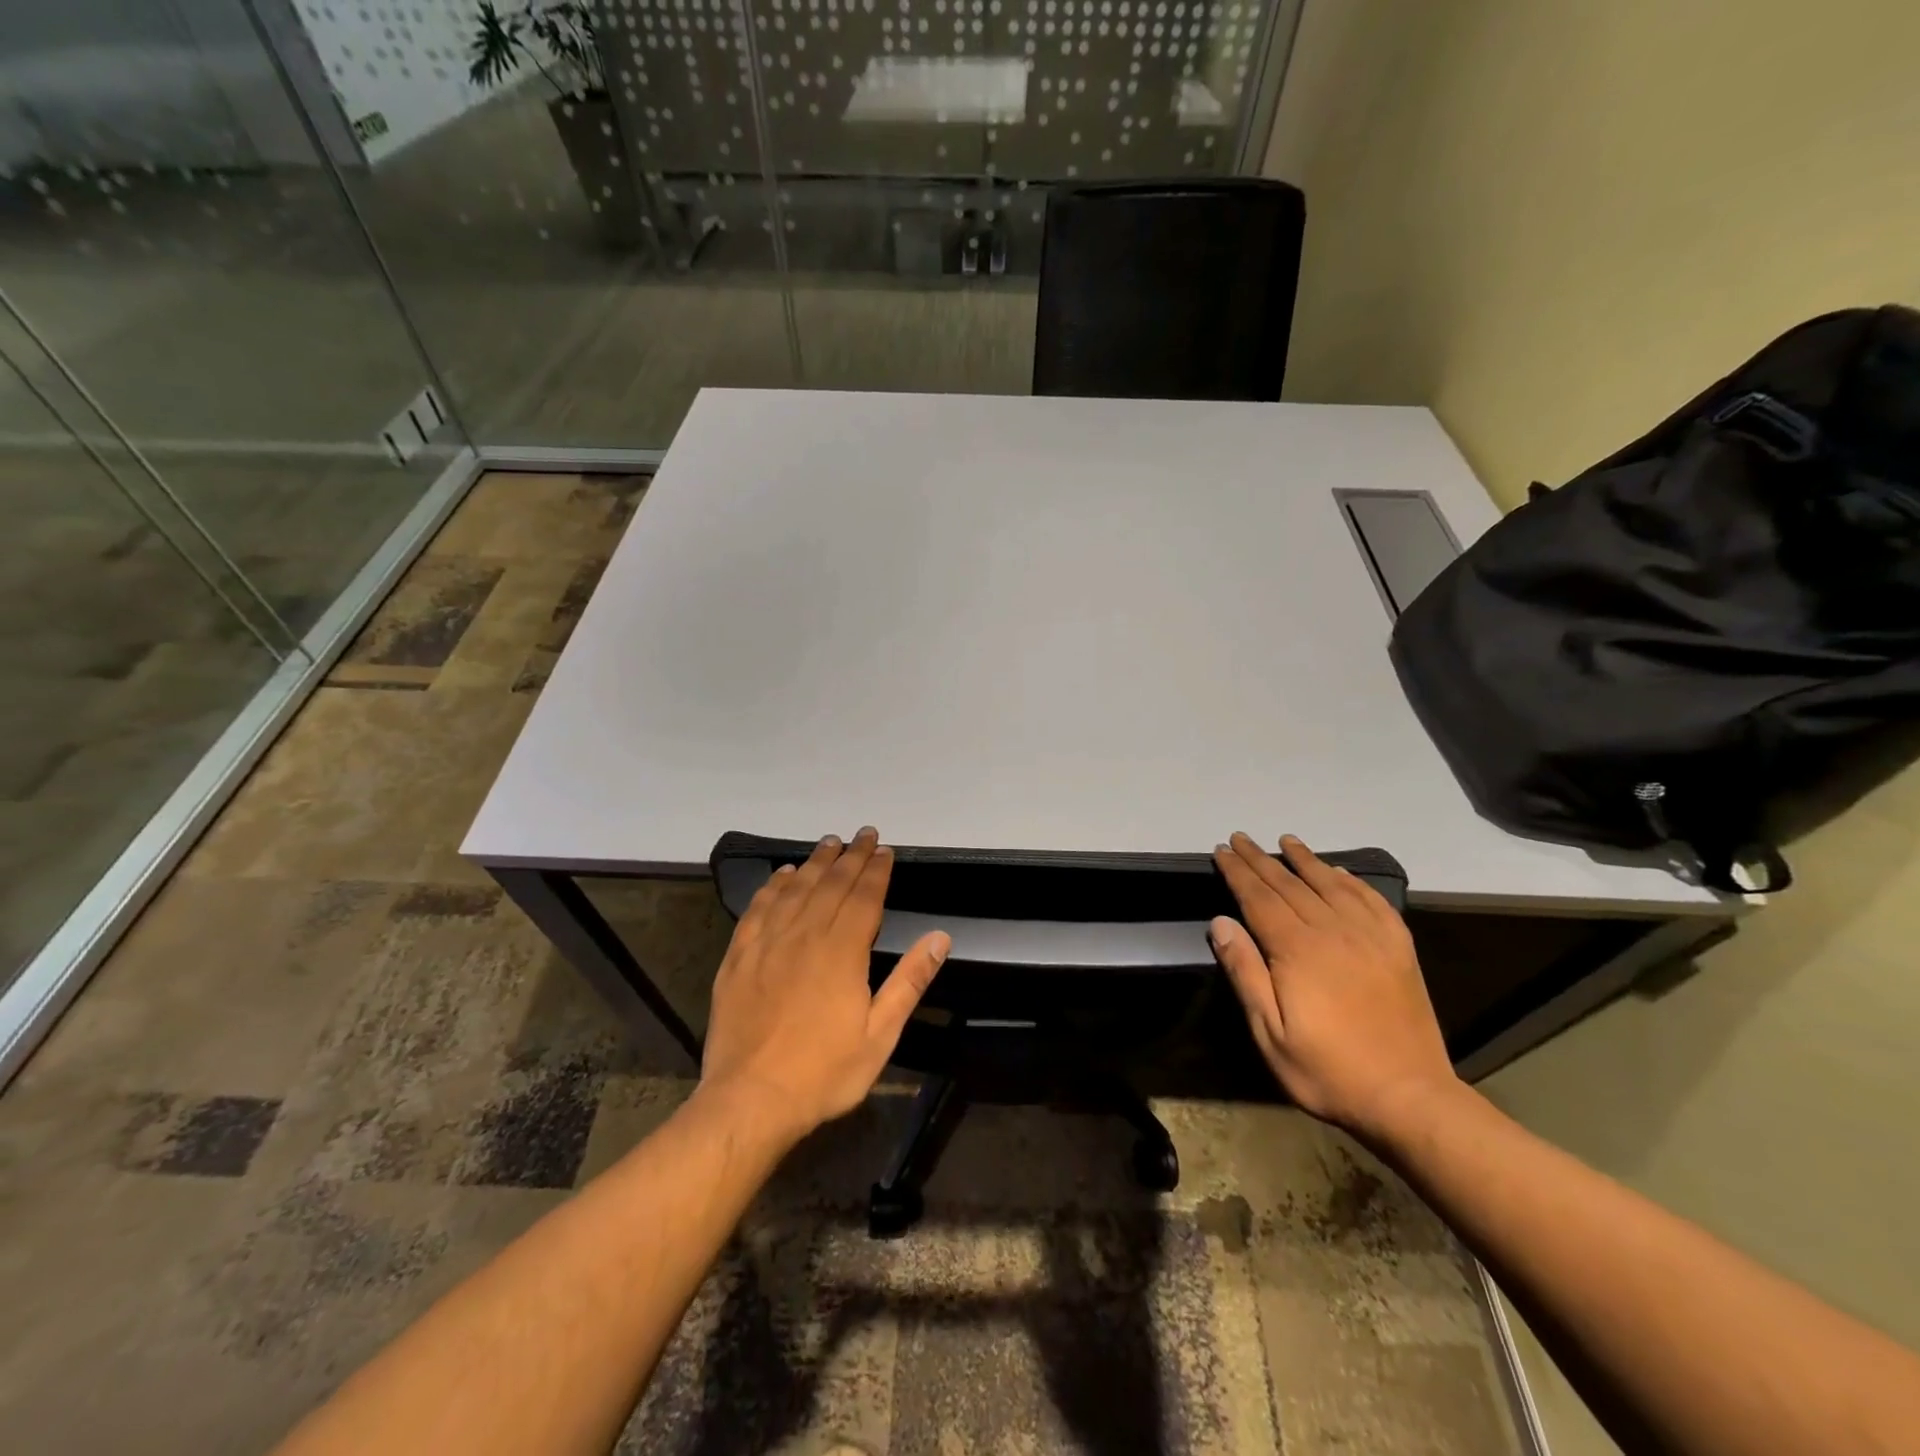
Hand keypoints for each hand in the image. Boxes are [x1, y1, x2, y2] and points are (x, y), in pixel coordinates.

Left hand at [700, 827, 950, 1141]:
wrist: (750, 1100)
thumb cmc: (824, 1072)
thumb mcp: (880, 1035)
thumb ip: (909, 981)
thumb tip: (940, 938)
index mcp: (842, 952)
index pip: (863, 897)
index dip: (876, 870)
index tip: (885, 849)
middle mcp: (804, 936)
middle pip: (831, 884)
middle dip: (851, 856)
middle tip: (863, 834)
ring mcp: (767, 944)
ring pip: (795, 889)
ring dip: (814, 862)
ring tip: (829, 843)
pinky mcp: (738, 957)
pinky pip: (757, 909)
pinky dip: (772, 886)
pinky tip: (781, 875)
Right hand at [1209, 832, 1457, 1140]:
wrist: (1409, 1098)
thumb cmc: (1327, 1070)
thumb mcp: (1269, 1032)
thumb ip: (1245, 972)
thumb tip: (1221, 922)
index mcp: (1297, 950)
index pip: (1259, 897)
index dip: (1238, 872)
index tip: (1223, 850)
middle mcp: (1333, 931)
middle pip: (1289, 884)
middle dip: (1262, 859)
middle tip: (1242, 838)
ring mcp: (1370, 938)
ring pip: (1330, 884)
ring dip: (1305, 860)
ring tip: (1287, 841)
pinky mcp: (1399, 950)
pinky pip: (1373, 901)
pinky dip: (1353, 881)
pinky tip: (1340, 872)